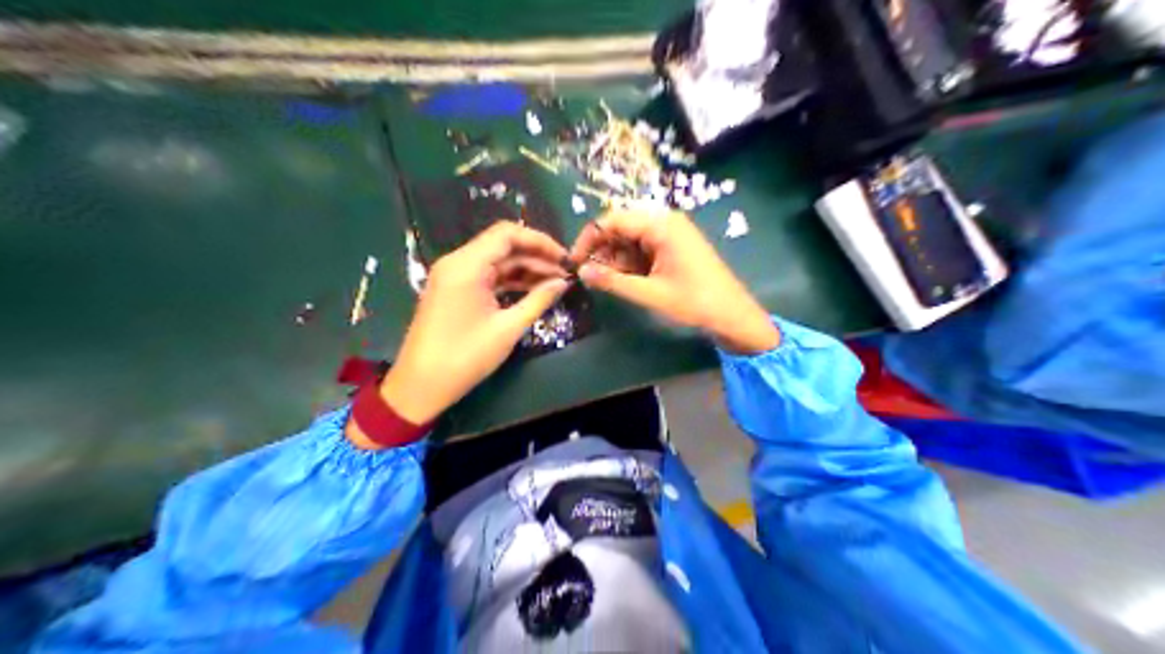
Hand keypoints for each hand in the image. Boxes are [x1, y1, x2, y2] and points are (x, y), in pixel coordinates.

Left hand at [355, 219, 570, 445]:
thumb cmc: (465, 357)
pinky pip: (486, 276)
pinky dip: (510, 281)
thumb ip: (538, 300)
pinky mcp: (454, 291)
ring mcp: (453, 276)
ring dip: (525, 269)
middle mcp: (457, 262)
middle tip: (565, 274)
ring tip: (555, 283)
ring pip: (496, 261)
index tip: (565, 258)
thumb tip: (563, 283)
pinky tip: (533, 291)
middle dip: (536, 256)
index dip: (540, 241)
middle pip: (502, 245)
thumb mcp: (507, 329)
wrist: (420, 386)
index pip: (507, 234)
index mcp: (467, 265)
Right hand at [569, 210, 776, 353]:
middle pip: (621, 226)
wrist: (733, 313)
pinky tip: (627, 280)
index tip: (574, 262)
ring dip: (617, 258)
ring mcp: (672, 232)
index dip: (589, 239)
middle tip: (591, 276)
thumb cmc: (694, 302)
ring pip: (631, 238)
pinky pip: (644, 246)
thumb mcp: (649, 293)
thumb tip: (581, 272)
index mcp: (660, 225)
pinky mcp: (675, 244)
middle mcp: (665, 220)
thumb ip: (612, 281)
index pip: (612, 220)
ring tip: (610, 282)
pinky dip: (632, 261)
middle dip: (603, 250)